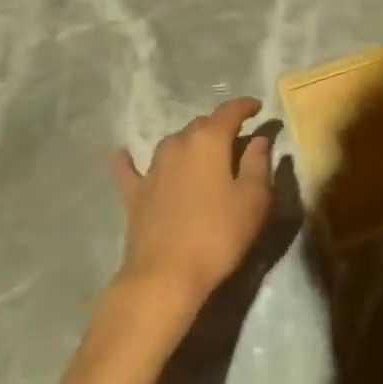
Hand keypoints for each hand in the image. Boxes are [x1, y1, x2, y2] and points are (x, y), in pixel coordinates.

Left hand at [111, 98, 276, 316]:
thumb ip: (259, 163)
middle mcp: (179, 143)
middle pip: (202, 125)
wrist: (164, 277)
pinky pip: (131, 169)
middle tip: (235, 139)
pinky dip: (130, 160)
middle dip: (219, 127)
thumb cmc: (217, 236)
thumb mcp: (253, 200)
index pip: (230, 112)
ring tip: (201, 153)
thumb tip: (259, 139)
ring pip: (174, 143)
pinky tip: (123, 154)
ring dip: (189, 143)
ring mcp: (153, 167)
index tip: (257, 107)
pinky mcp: (135, 193)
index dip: (245, 106)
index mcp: (209, 140)